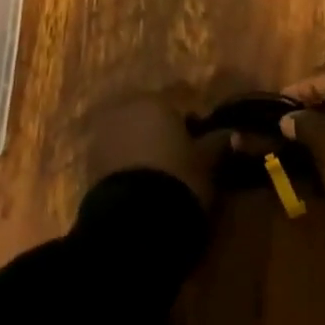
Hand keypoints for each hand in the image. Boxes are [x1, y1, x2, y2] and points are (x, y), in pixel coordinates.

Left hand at [82, 92, 223, 206]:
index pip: (178, 106)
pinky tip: (142, 190)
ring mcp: (101, 137)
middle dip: (162, 137)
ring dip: (143, 152)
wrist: (134, 222)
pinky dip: (128, 169)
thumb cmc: (178, 178)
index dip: (191, 128)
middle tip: (181, 163)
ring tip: (161, 180)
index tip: (202, 148)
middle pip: (149, 120)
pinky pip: (115, 160)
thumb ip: (219, 143)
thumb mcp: (208, 162)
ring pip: (130, 139)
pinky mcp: (88, 166)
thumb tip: (236, 134)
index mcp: (154, 101)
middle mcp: (124, 110)